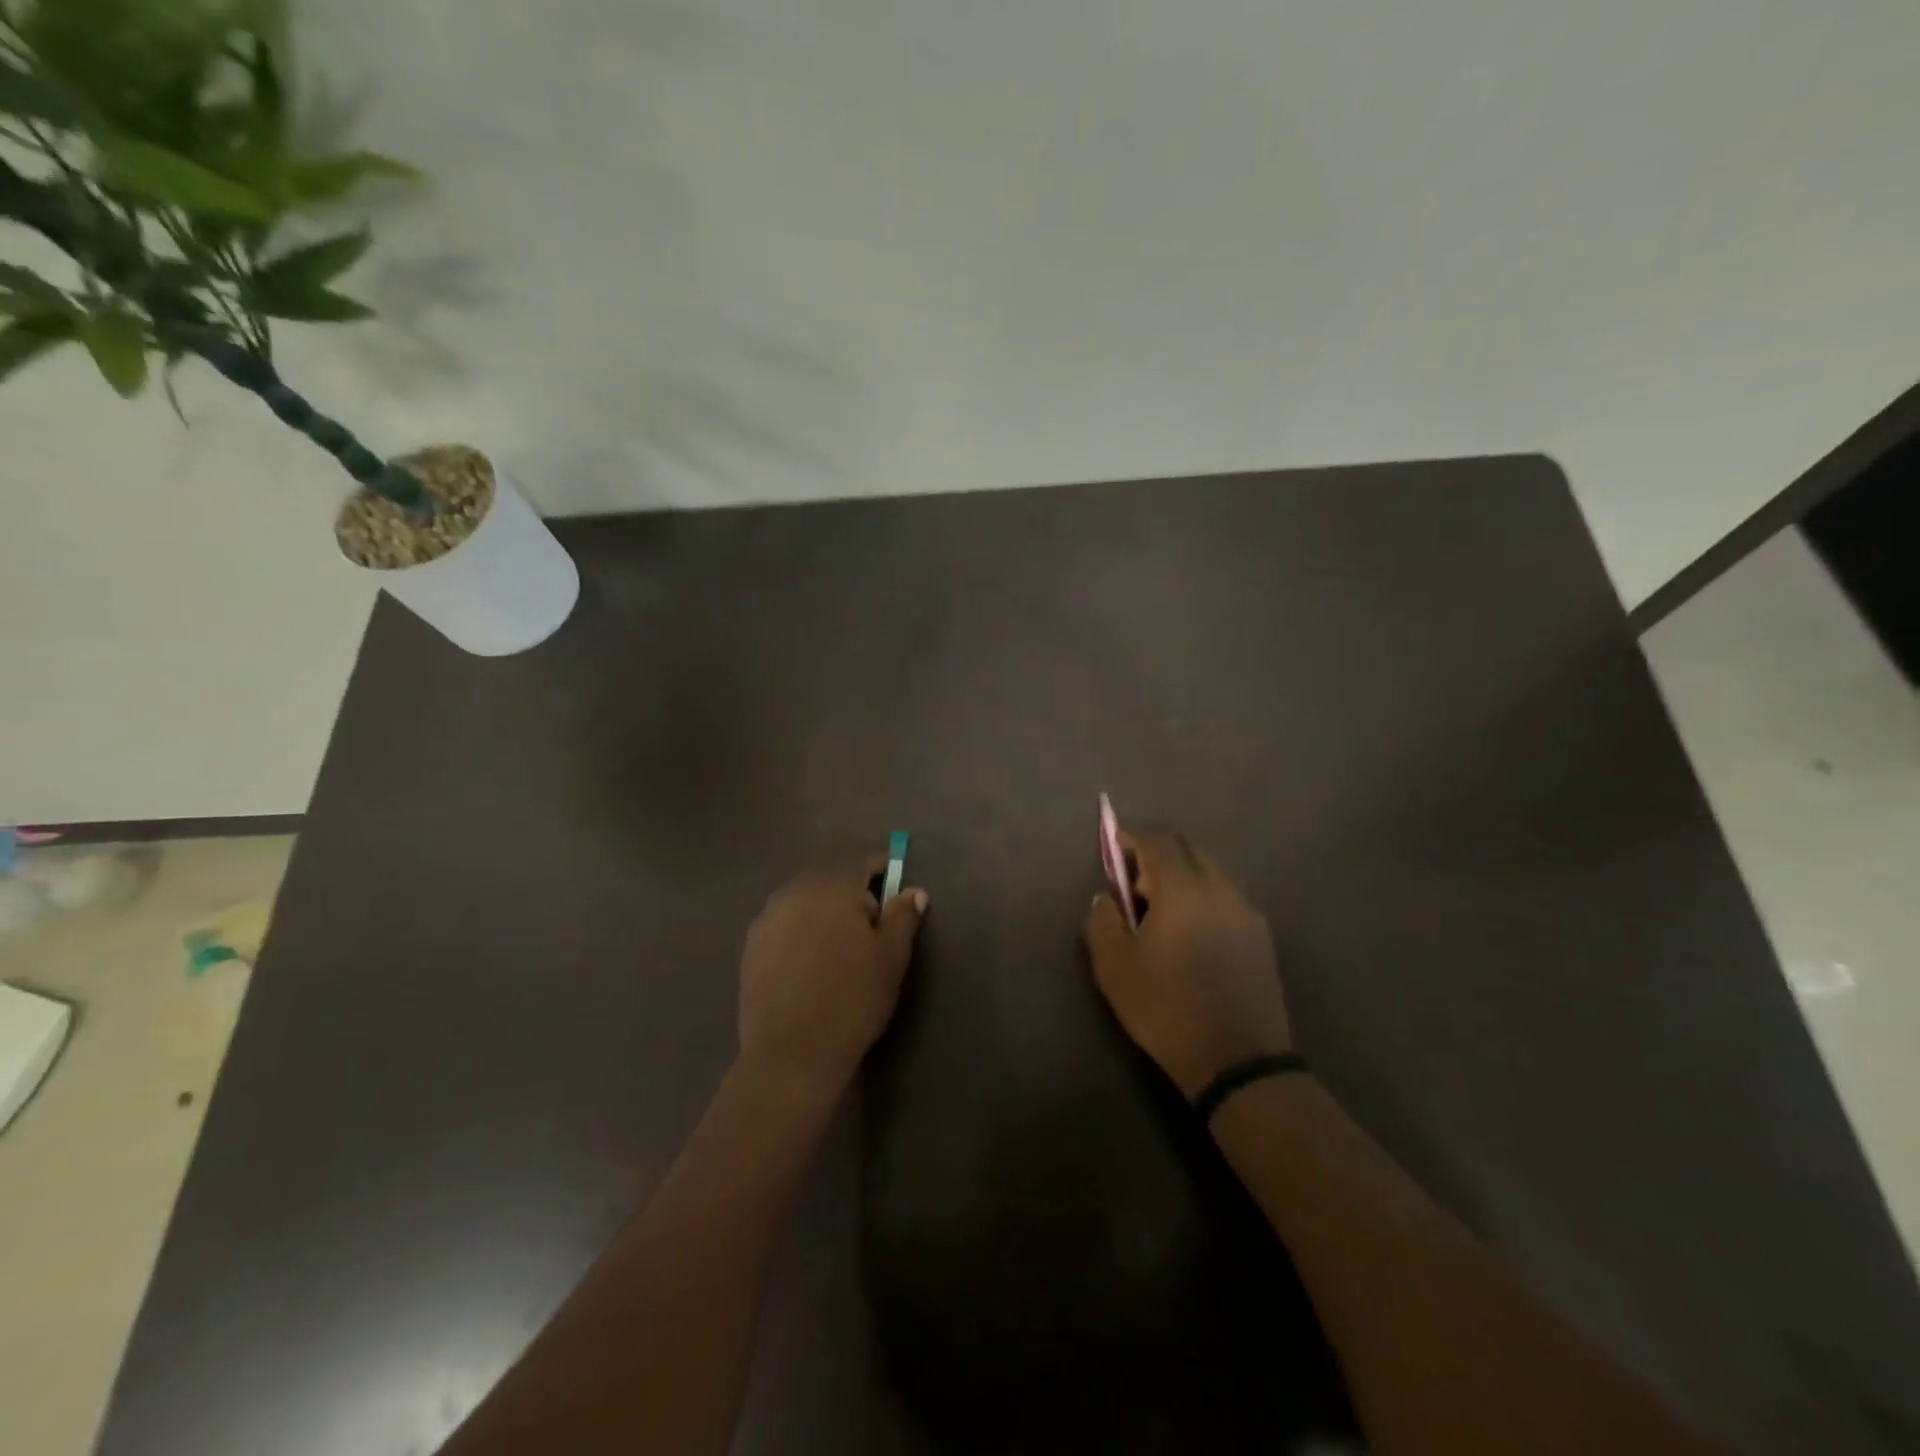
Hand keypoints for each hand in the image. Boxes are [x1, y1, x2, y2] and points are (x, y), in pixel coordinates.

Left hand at [738, 859, 927, 1098]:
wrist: (792, 1054)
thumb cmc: (852, 999)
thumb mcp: (891, 958)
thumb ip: (903, 917)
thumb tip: (914, 891)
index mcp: (832, 887)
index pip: (862, 863)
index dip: (882, 873)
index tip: (895, 892)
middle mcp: (794, 892)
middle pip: (830, 880)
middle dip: (851, 895)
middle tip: (870, 930)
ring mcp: (767, 919)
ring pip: (804, 903)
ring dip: (823, 914)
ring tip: (838, 951)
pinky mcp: (750, 947)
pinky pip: (784, 926)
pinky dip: (800, 934)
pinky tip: (810, 966)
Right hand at [1083, 829, 1290, 1098]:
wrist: (1238, 1062)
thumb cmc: (1167, 1010)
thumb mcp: (1114, 968)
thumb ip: (1102, 922)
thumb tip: (1106, 898)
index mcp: (1183, 891)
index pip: (1157, 841)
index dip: (1132, 837)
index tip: (1113, 844)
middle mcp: (1221, 890)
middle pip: (1188, 849)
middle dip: (1157, 855)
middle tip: (1134, 885)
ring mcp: (1247, 912)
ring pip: (1211, 872)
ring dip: (1182, 877)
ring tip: (1161, 913)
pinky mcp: (1262, 937)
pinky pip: (1226, 897)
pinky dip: (1203, 897)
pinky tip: (1191, 934)